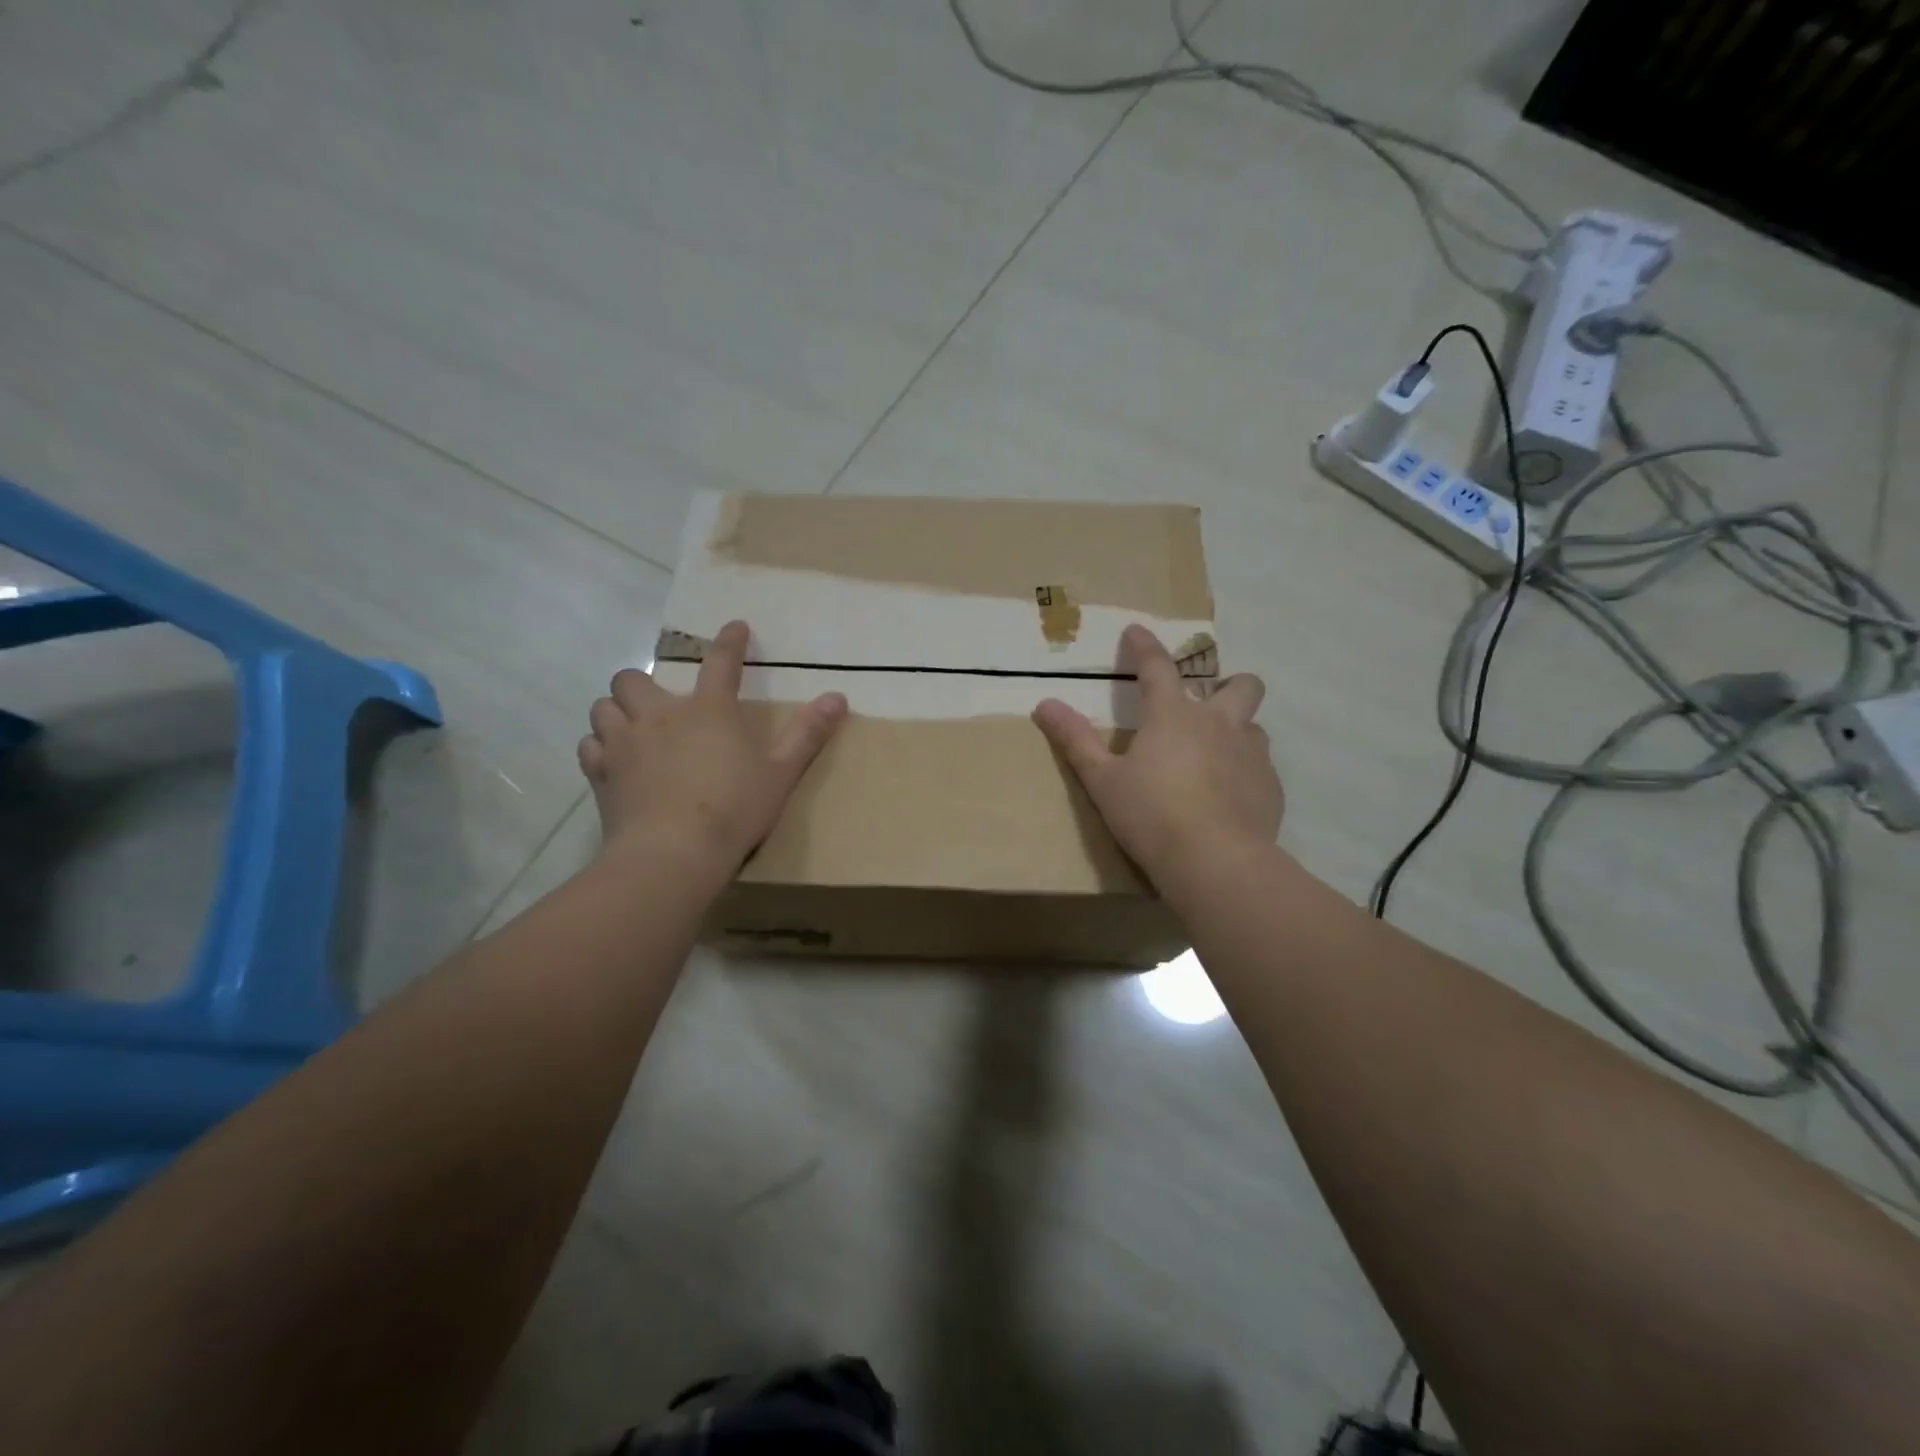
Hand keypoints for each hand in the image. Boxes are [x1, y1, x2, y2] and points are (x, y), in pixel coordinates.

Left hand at [578, 620, 847, 874]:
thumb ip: (807, 733)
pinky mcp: (601, 773)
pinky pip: (589, 745)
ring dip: (616, 711)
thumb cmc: (734, 810)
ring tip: (631, 728)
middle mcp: (660, 715)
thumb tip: (838, 696)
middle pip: (633, 678)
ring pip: (603, 706)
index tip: (734, 628)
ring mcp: (624, 743)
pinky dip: (600, 747)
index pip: (721, 662)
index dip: (729, 642)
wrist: (673, 854)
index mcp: (709, 710)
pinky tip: (614, 760)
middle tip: (660, 703)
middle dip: (643, 683)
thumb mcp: (781, 773)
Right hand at [1032, 624, 1278, 888]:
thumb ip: (1075, 740)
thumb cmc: (1150, 815)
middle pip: (1240, 685)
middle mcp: (1219, 724)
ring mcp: (1252, 755)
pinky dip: (1245, 772)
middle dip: (1228, 684)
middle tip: (1207, 704)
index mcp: (1173, 716)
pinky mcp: (1270, 788)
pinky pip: (1262, 767)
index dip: (1144, 646)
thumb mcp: (1102, 780)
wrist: (1215, 862)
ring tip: (1215, 757)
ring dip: (1237, 731)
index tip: (1136, 631)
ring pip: (1254, 726)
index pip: (1157, 667)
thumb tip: (1045, 704)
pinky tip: (1229, 799)